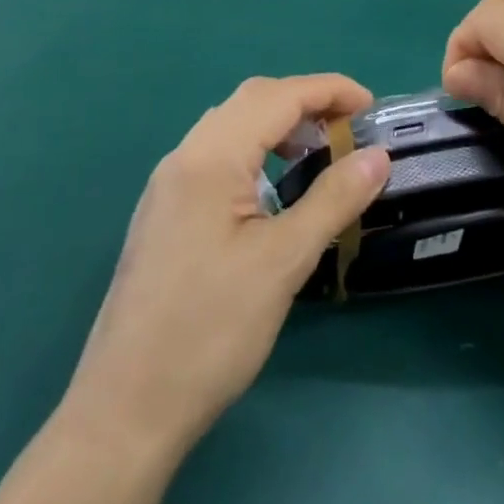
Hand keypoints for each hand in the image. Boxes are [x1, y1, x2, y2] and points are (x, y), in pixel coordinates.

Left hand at [60, 75, 390, 455]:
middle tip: (350, 129)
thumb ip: (333, 199)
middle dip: (306, 102)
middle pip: (252, 100)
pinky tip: (275, 188)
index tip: (373, 108)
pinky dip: (256, 150)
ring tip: (320, 153)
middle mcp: (184, 157)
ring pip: (232, 125)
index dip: (331, 90)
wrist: (124, 413)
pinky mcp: (165, 213)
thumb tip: (379, 155)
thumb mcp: (283, 262)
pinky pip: (217, 155)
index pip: (279, 96)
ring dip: (280, 125)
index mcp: (210, 158)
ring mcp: (168, 186)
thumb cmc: (209, 331)